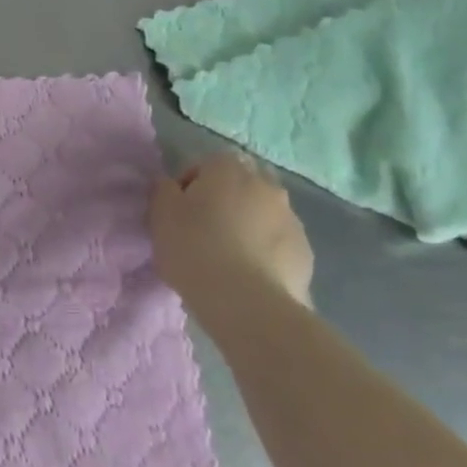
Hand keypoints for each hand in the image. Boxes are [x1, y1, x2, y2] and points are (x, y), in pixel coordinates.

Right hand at [150, 152, 313, 308]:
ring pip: (263, 213)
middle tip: (204, 230)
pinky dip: (266, 250)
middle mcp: (266, 184)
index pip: (205, 164)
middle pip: (239, 185)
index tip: (178, 213)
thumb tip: (172, 185)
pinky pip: (278, 242)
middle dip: (224, 201)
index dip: (189, 186)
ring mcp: (291, 217)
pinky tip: (249, 274)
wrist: (247, 302)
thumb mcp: (161, 214)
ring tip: (228, 257)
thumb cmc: (195, 248)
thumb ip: (164, 190)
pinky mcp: (305, 251)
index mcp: (228, 168)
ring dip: (248, 225)